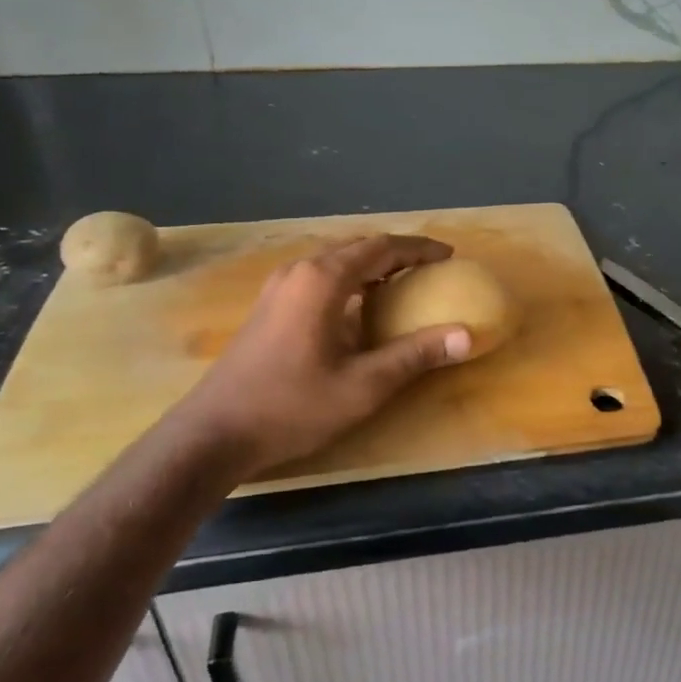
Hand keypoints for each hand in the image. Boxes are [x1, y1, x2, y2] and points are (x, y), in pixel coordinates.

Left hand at [173, 235, 472, 475]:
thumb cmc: (292, 406)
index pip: (382, 248)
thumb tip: (467, 336)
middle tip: (431, 269)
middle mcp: (299, 271)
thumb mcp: (363, 385)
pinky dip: (350, 280)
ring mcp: (278, 287)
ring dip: (372, 266)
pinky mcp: (269, 306)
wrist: (213, 433)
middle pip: (358, 247)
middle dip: (397, 254)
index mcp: (324, 279)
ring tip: (403, 284)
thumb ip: (415, 355)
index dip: (419, 249)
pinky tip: (359, 308)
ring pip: (336, 261)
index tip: (450, 257)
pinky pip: (319, 276)